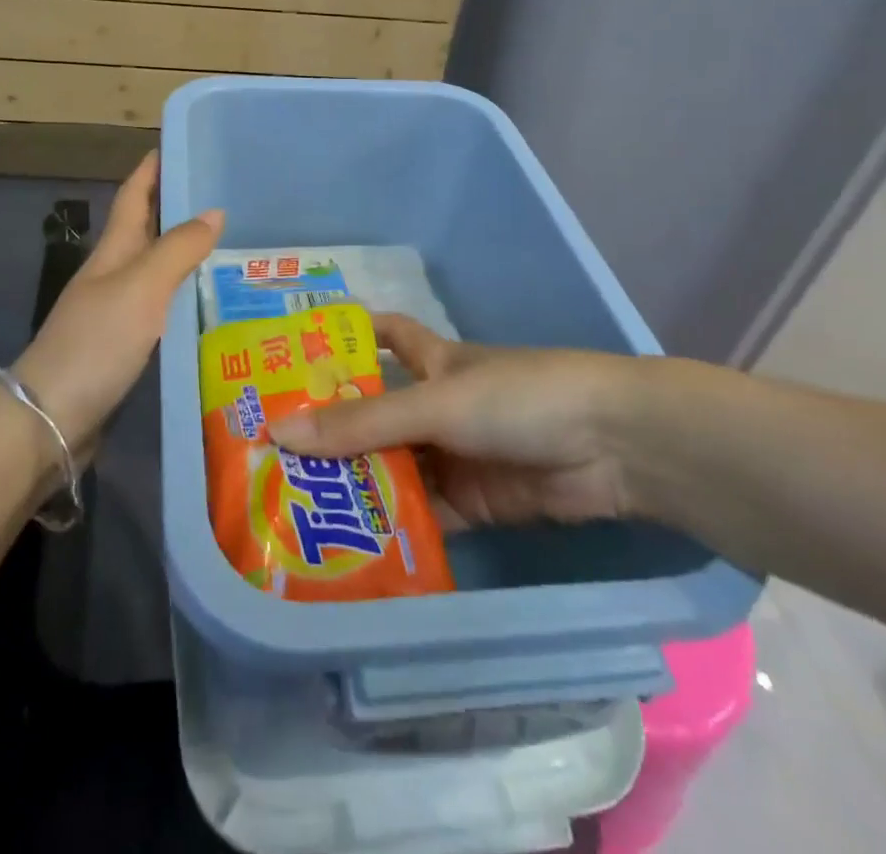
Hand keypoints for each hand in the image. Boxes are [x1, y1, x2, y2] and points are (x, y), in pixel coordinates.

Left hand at [12, 151, 221, 453]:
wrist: (50, 419)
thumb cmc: (95, 342)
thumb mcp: (141, 287)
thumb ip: (178, 249)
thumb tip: (214, 211)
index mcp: (113, 251)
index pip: (134, 195)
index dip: (153, 168)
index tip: (181, 144)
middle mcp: (114, 275)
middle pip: (147, 230)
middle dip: (179, 208)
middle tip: (227, 197)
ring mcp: (117, 313)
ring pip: (158, 271)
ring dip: (188, 254)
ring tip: (233, 247)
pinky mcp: (125, 347)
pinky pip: (163, 309)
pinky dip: (186, 297)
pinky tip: (212, 305)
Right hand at [270, 314, 661, 527]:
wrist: (613, 447)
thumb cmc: (518, 397)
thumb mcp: (436, 402)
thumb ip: (363, 423)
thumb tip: (280, 432)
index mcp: (433, 362)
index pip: (385, 337)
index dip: (348, 337)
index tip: (297, 352)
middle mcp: (439, 405)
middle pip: (378, 414)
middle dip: (334, 431)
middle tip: (272, 454)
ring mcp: (456, 456)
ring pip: (396, 468)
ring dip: (358, 486)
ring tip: (297, 508)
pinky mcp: (476, 504)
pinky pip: (423, 515)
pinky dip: (393, 528)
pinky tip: (352, 548)